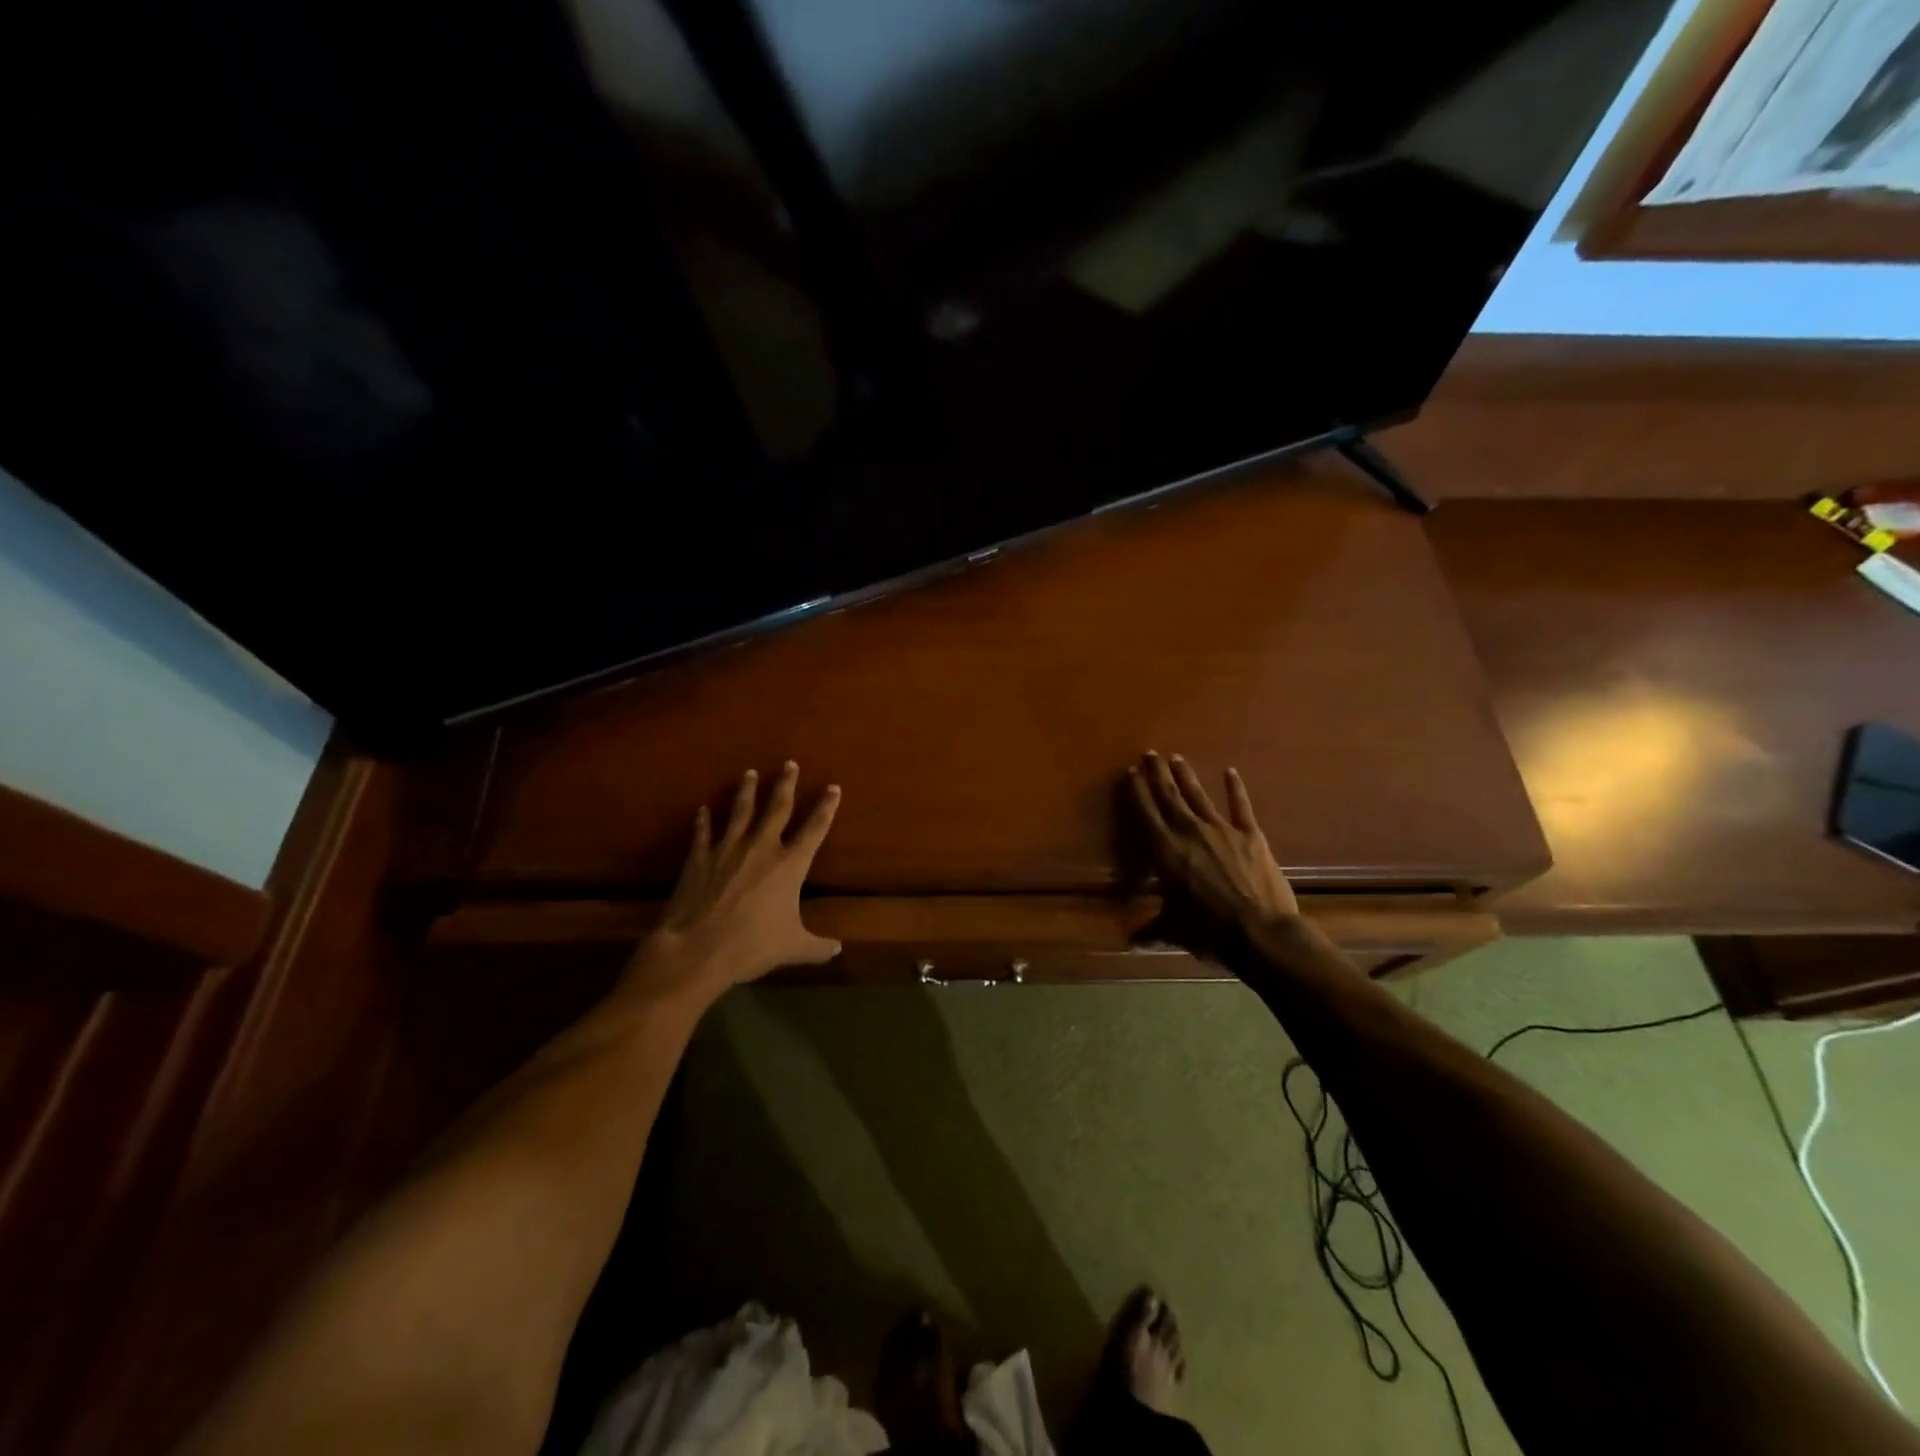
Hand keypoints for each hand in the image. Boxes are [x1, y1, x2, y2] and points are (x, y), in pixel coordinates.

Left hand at [627, 762, 841, 1007]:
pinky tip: (702, 810)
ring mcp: (727, 849)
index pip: (814, 829)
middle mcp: (761, 848)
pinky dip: (703, 821)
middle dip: (785, 784)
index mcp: (790, 866)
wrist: (697, 950)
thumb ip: (817, 947)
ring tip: (748, 773)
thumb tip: (837, 950)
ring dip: (746, 791)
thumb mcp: (792, 948)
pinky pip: (703, 833)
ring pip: (740, 811)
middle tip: (789, 764)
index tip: (833, 787)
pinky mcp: (699, 858)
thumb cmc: (751, 947)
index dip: (826, 807)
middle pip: (777, 808)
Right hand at [1127, 751, 1298, 952]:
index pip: (1146, 815)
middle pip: (1169, 797)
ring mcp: (1222, 830)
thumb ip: (1152, 930)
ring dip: (1186, 776)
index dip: (1137, 792)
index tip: (1130, 773)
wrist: (1261, 933)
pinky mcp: (1250, 836)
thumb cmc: (1208, 932)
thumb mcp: (1174, 931)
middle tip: (1150, 754)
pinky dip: (1235, 789)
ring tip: (1176, 757)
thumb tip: (1130, 942)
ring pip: (1198, 796)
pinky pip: (1241, 807)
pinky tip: (1230, 772)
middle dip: (1157, 774)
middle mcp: (1189, 832)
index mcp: (1166, 852)